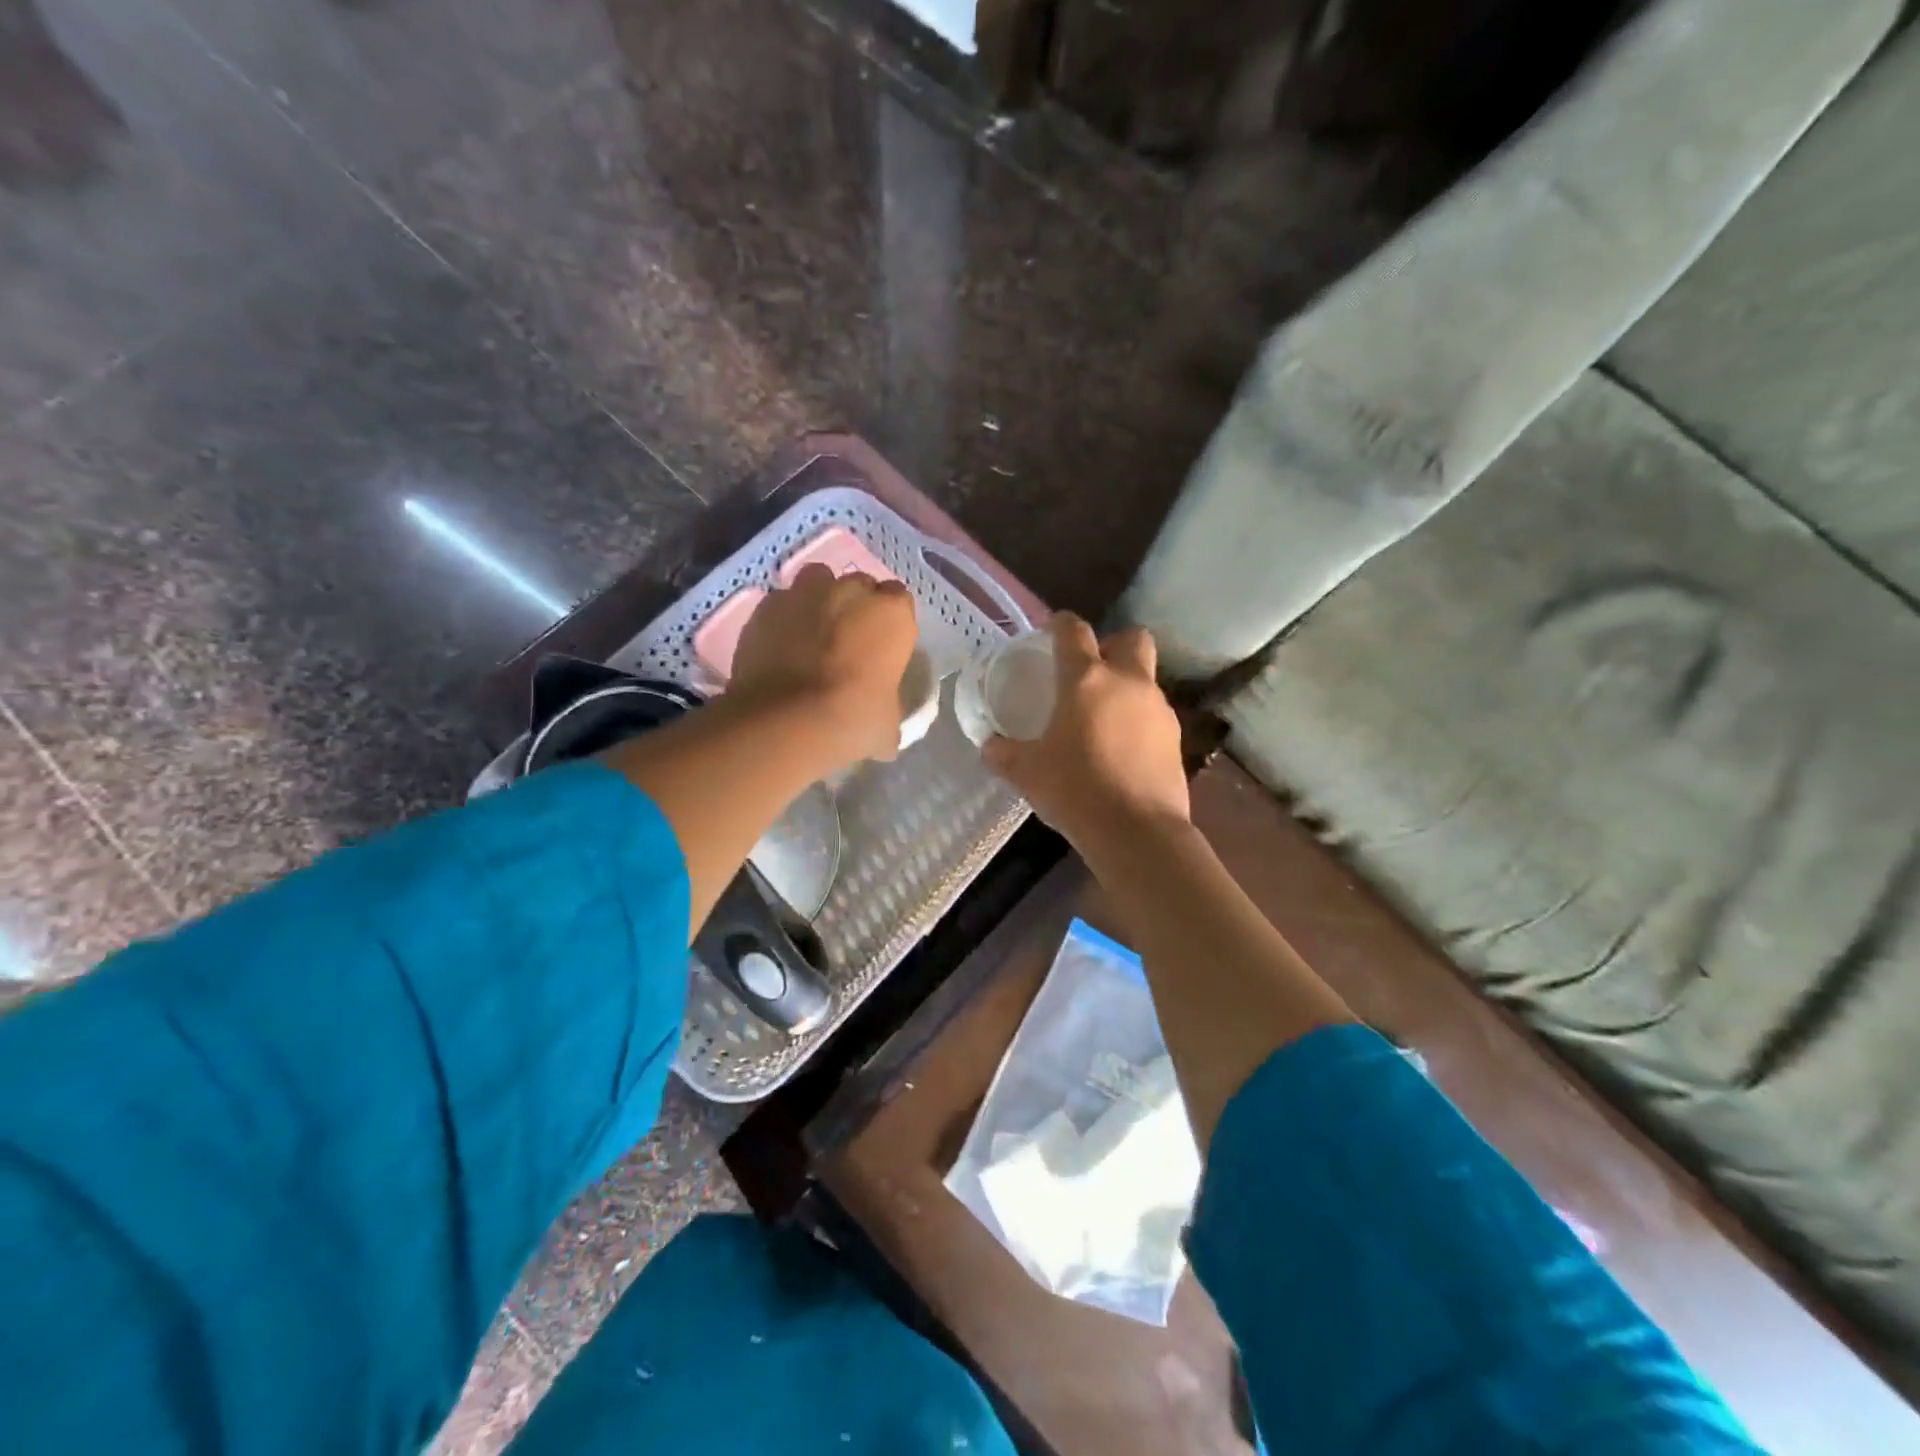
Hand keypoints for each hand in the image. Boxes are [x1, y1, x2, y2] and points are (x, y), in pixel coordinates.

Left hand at [729, 563, 919, 764]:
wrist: (786, 722)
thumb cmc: (853, 720)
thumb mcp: (887, 725)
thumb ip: (887, 710)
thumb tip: (883, 727)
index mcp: (891, 614)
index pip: (899, 601)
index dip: (890, 623)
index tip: (882, 648)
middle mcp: (851, 591)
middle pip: (859, 587)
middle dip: (855, 608)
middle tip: (847, 644)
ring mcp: (804, 594)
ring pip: (817, 583)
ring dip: (818, 602)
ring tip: (811, 636)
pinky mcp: (765, 608)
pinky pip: (780, 605)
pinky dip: (782, 620)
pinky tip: (778, 648)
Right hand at [983, 615, 1188, 849]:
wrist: (1137, 831)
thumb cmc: (1075, 790)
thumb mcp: (1028, 773)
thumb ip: (1004, 753)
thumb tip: (990, 746)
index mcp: (1086, 680)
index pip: (1074, 630)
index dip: (1061, 624)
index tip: (1050, 633)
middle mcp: (1127, 682)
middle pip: (1131, 638)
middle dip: (1112, 644)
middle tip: (1090, 671)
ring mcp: (1158, 708)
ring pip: (1145, 678)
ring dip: (1126, 686)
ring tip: (1103, 718)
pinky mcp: (1176, 737)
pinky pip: (1155, 714)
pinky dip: (1139, 720)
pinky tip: (1122, 748)